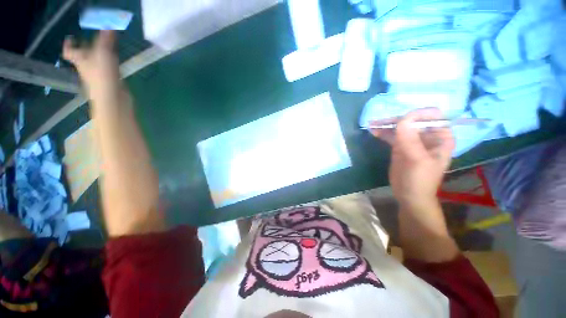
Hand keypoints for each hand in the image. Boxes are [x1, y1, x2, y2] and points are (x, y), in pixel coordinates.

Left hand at [63, 30, 119, 94]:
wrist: (113, 100)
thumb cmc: (103, 76)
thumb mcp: (104, 54)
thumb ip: (106, 40)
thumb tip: (108, 26)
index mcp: (80, 60)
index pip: (69, 51)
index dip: (69, 45)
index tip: (71, 37)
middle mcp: (86, 67)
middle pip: (83, 56)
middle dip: (87, 48)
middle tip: (94, 40)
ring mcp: (97, 76)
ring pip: (95, 63)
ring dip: (99, 55)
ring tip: (106, 48)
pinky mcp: (109, 82)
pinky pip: (106, 70)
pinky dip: (109, 64)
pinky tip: (114, 62)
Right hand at [371, 108, 454, 210]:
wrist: (409, 195)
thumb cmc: (420, 180)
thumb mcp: (417, 160)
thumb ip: (411, 139)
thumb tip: (403, 119)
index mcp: (440, 137)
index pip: (433, 117)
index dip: (417, 115)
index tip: (401, 121)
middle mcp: (428, 136)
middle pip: (413, 120)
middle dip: (397, 120)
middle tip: (380, 122)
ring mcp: (412, 141)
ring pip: (400, 127)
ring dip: (387, 125)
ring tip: (373, 124)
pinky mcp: (400, 146)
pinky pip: (392, 135)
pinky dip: (383, 132)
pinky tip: (373, 131)